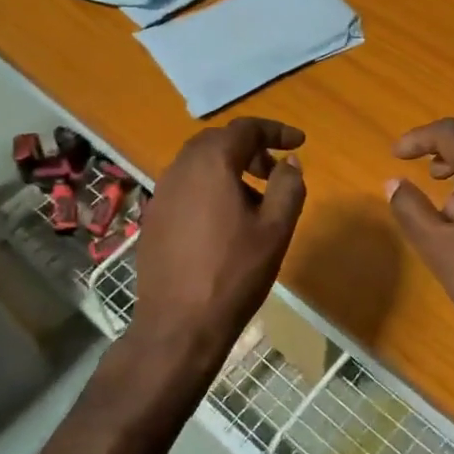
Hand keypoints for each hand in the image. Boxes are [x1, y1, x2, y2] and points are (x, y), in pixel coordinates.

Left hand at [132, 118, 307, 364]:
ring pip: (199, 164)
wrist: (179, 323)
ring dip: (229, 169)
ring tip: (255, 200)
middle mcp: (180, 168)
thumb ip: (288, 186)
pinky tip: (226, 222)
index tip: (299, 143)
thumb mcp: (275, 228)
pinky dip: (210, 189)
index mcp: (211, 163)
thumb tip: (289, 162)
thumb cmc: (235, 272)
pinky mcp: (154, 218)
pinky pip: (186, 187)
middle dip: (250, 149)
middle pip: (218, 141)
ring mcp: (161, 193)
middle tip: (276, 171)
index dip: (276, 130)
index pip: (246, 129)